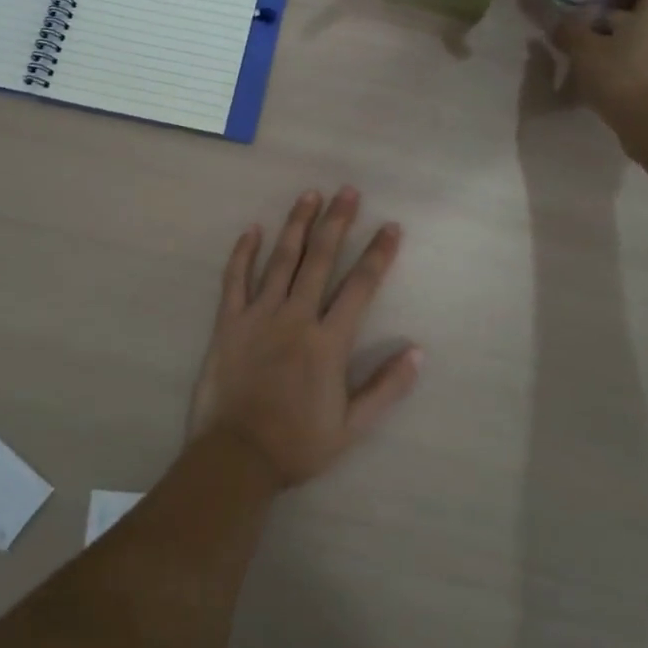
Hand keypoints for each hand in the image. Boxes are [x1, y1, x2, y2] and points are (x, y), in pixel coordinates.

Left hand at [189, 187, 422, 487]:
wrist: (236, 457)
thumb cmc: (297, 444)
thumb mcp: (352, 426)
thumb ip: (386, 387)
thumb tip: (418, 351)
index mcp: (328, 341)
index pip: (360, 287)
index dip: (378, 254)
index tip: (391, 227)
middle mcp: (296, 317)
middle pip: (321, 259)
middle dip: (337, 222)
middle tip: (348, 191)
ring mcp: (259, 315)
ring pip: (281, 260)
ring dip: (297, 225)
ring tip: (309, 195)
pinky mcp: (229, 322)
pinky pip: (235, 280)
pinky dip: (243, 253)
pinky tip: (252, 230)